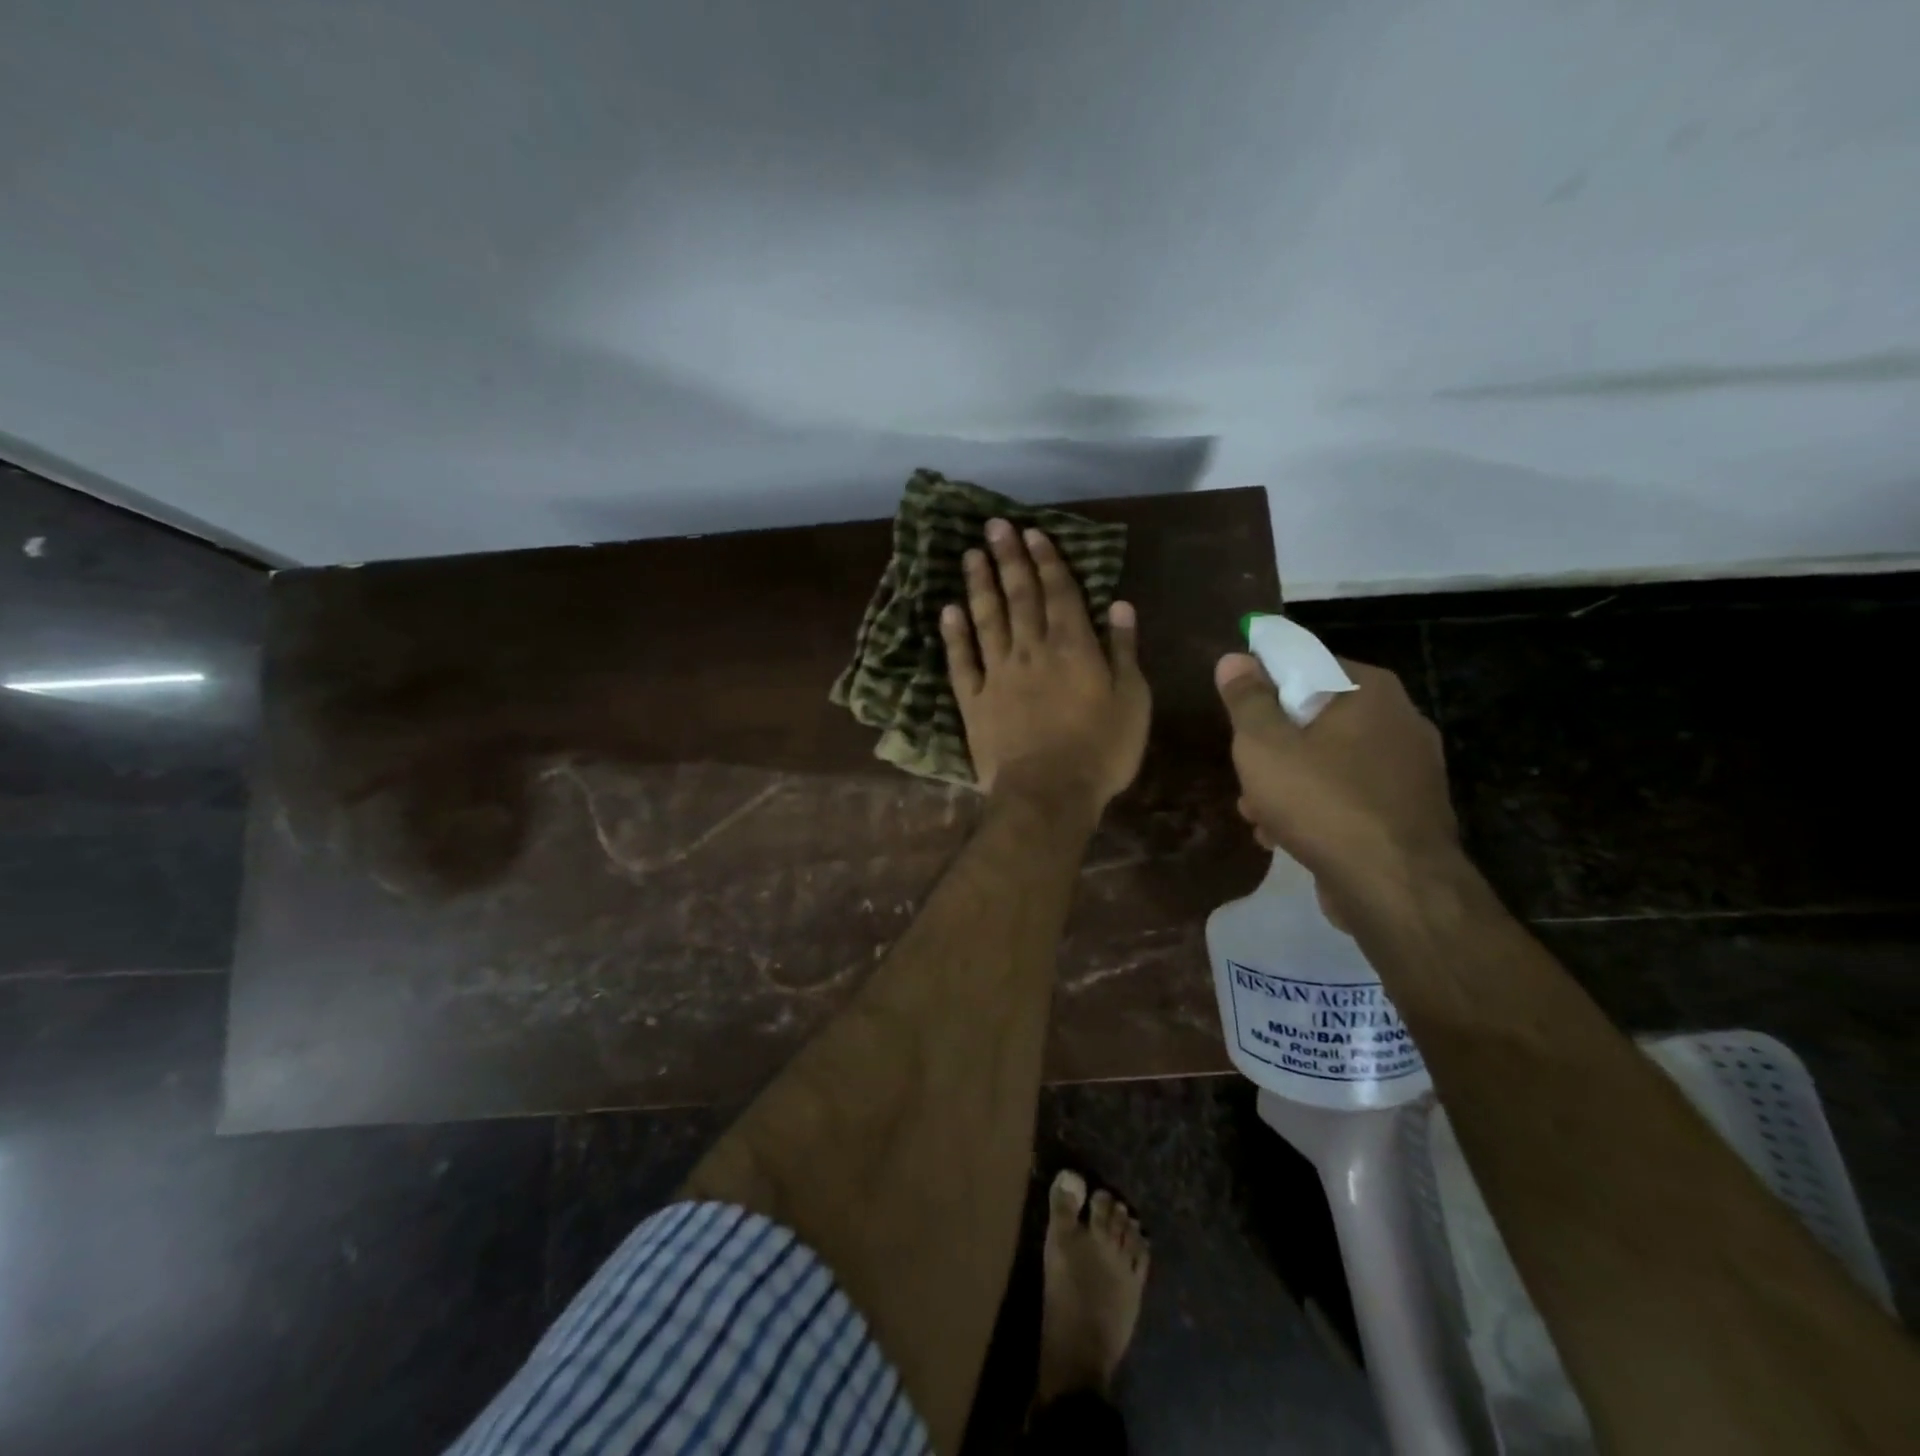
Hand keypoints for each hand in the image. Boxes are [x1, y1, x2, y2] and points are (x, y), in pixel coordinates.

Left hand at [943, 519, 1149, 813]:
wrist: (1048, 794)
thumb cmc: (1101, 751)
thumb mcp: (1132, 701)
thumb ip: (1124, 651)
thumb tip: (1120, 605)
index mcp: (1073, 648)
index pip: (1058, 593)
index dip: (1046, 561)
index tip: (1032, 533)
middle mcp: (1031, 651)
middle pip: (1018, 596)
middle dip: (1008, 559)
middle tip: (994, 526)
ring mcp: (997, 675)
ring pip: (987, 620)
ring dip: (979, 585)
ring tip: (971, 555)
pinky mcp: (973, 701)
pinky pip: (961, 661)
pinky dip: (955, 635)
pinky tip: (948, 611)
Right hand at [1215, 653, 1460, 912]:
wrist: (1394, 887)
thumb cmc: (1322, 801)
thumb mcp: (1264, 744)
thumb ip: (1247, 699)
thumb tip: (1234, 658)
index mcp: (1369, 691)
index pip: (1307, 663)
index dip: (1265, 684)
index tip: (1239, 714)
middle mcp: (1399, 720)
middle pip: (1315, 718)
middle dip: (1273, 747)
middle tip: (1246, 772)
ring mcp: (1410, 770)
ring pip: (1329, 762)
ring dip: (1287, 784)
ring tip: (1256, 815)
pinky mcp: (1407, 812)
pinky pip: (1349, 796)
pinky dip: (1316, 809)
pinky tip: (1284, 837)